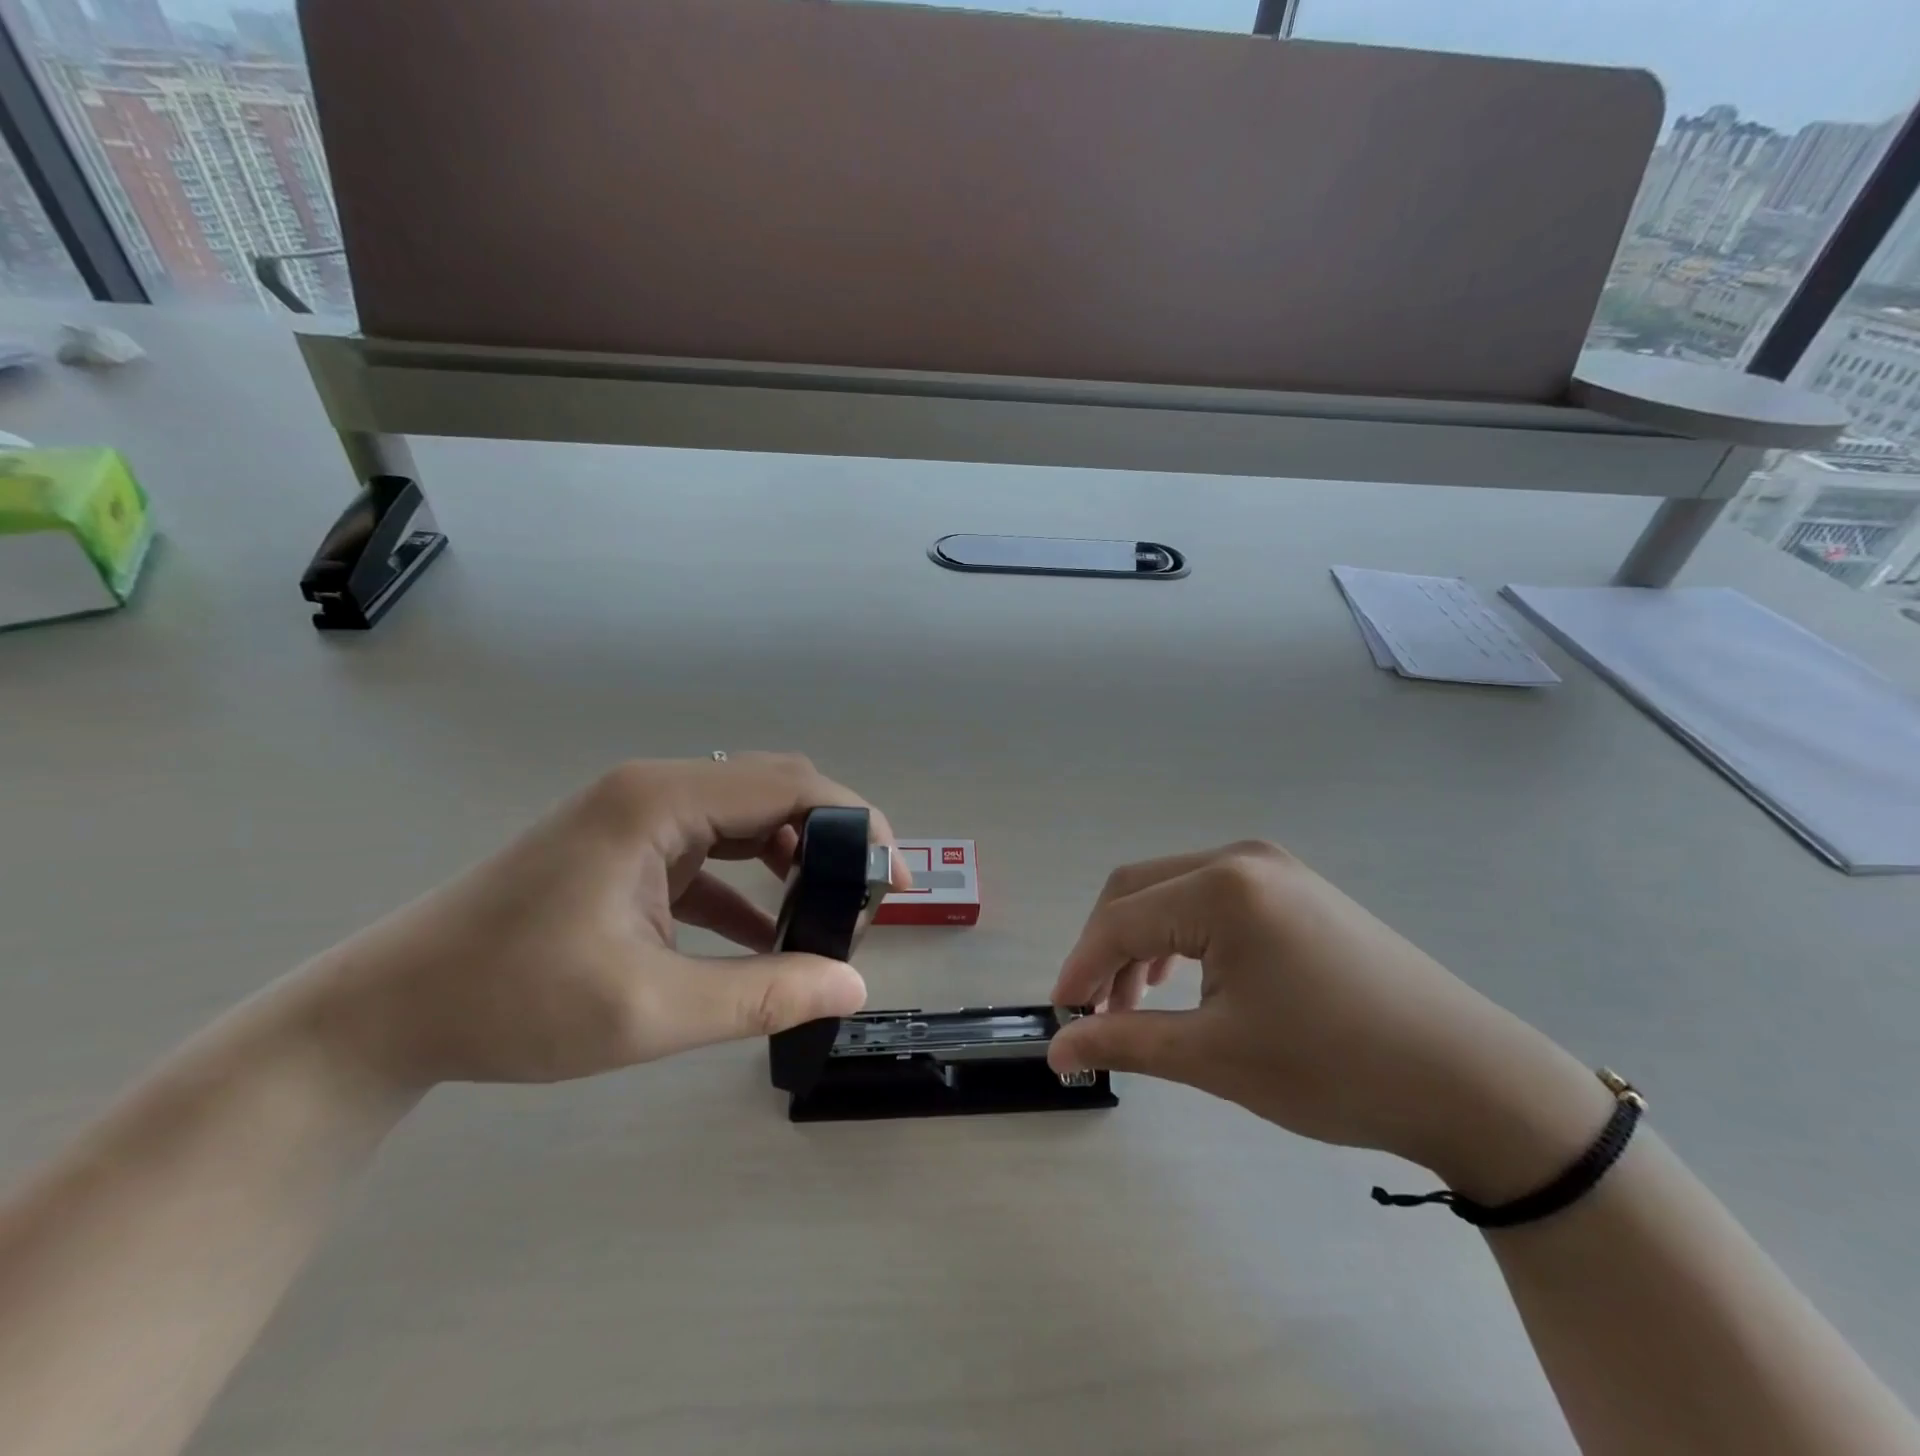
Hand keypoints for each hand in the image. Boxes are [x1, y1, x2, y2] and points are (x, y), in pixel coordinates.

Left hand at [294, 755, 908, 1088]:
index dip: (856, 824)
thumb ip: (761, 994)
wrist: (388, 1013)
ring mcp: (639, 818)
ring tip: (824, 916)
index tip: (892, 880)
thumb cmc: (511, 1002)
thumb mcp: (648, 1010)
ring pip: (747, 820)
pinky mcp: (630, 850)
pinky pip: (713, 853)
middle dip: (831, 841)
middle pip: (774, 792)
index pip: (790, 785)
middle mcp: (656, 791)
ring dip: (793, 860)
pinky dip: (751, 885)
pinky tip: (767, 935)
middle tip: (864, 901)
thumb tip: (854, 984)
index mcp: (661, 802)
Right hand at [1047, 842, 1612, 1200]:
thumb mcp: (1215, 1057)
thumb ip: (1125, 1042)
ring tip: (1139, 1004)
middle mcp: (1241, 859)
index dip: (1081, 967)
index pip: (1120, 920)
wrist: (1468, 1080)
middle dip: (1106, 949)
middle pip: (1138, 890)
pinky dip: (1182, 934)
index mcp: (1221, 888)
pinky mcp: (1294, 887)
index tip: (1062, 1018)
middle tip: (1097, 1012)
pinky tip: (1188, 978)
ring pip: (1172, 891)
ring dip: (1142, 941)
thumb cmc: (1333, 1068)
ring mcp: (1273, 868)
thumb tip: (1058, 1049)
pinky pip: (1211, 897)